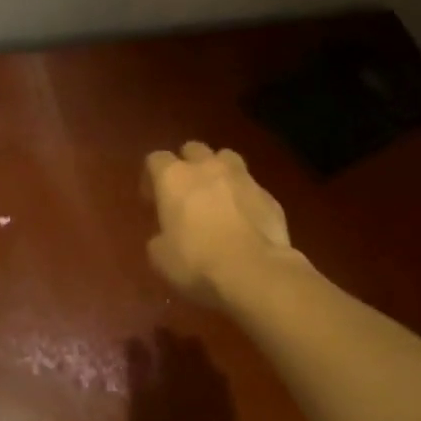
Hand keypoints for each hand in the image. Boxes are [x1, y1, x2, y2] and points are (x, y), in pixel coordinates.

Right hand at [125, 328, 240, 420]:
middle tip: (168, 334)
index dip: (159, 341)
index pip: (167, 355)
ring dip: (199, 357)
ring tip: (190, 346)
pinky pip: (225, 391)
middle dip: (180, 344)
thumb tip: (135, 346)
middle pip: (191, 360)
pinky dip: (216, 377)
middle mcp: (200, 393)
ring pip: (210, 372)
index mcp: (175, 389)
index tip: (149, 330)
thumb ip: (138, 385)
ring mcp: (218, 410)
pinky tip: (215, 376)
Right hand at [142, 142, 298, 305]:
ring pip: (226, 158)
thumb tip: (165, 236)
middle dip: (187, 164)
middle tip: (185, 192)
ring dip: (218, 171)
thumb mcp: (160, 257)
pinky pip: (251, 187)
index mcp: (173, 177)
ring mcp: (241, 177)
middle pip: (193, 149)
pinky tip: (244, 219)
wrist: (254, 271)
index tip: (152, 199)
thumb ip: (159, 238)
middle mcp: (206, 167)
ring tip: (217, 195)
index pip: (156, 159)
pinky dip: (244, 197)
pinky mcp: (268, 195)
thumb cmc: (196, 261)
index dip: (151, 177)